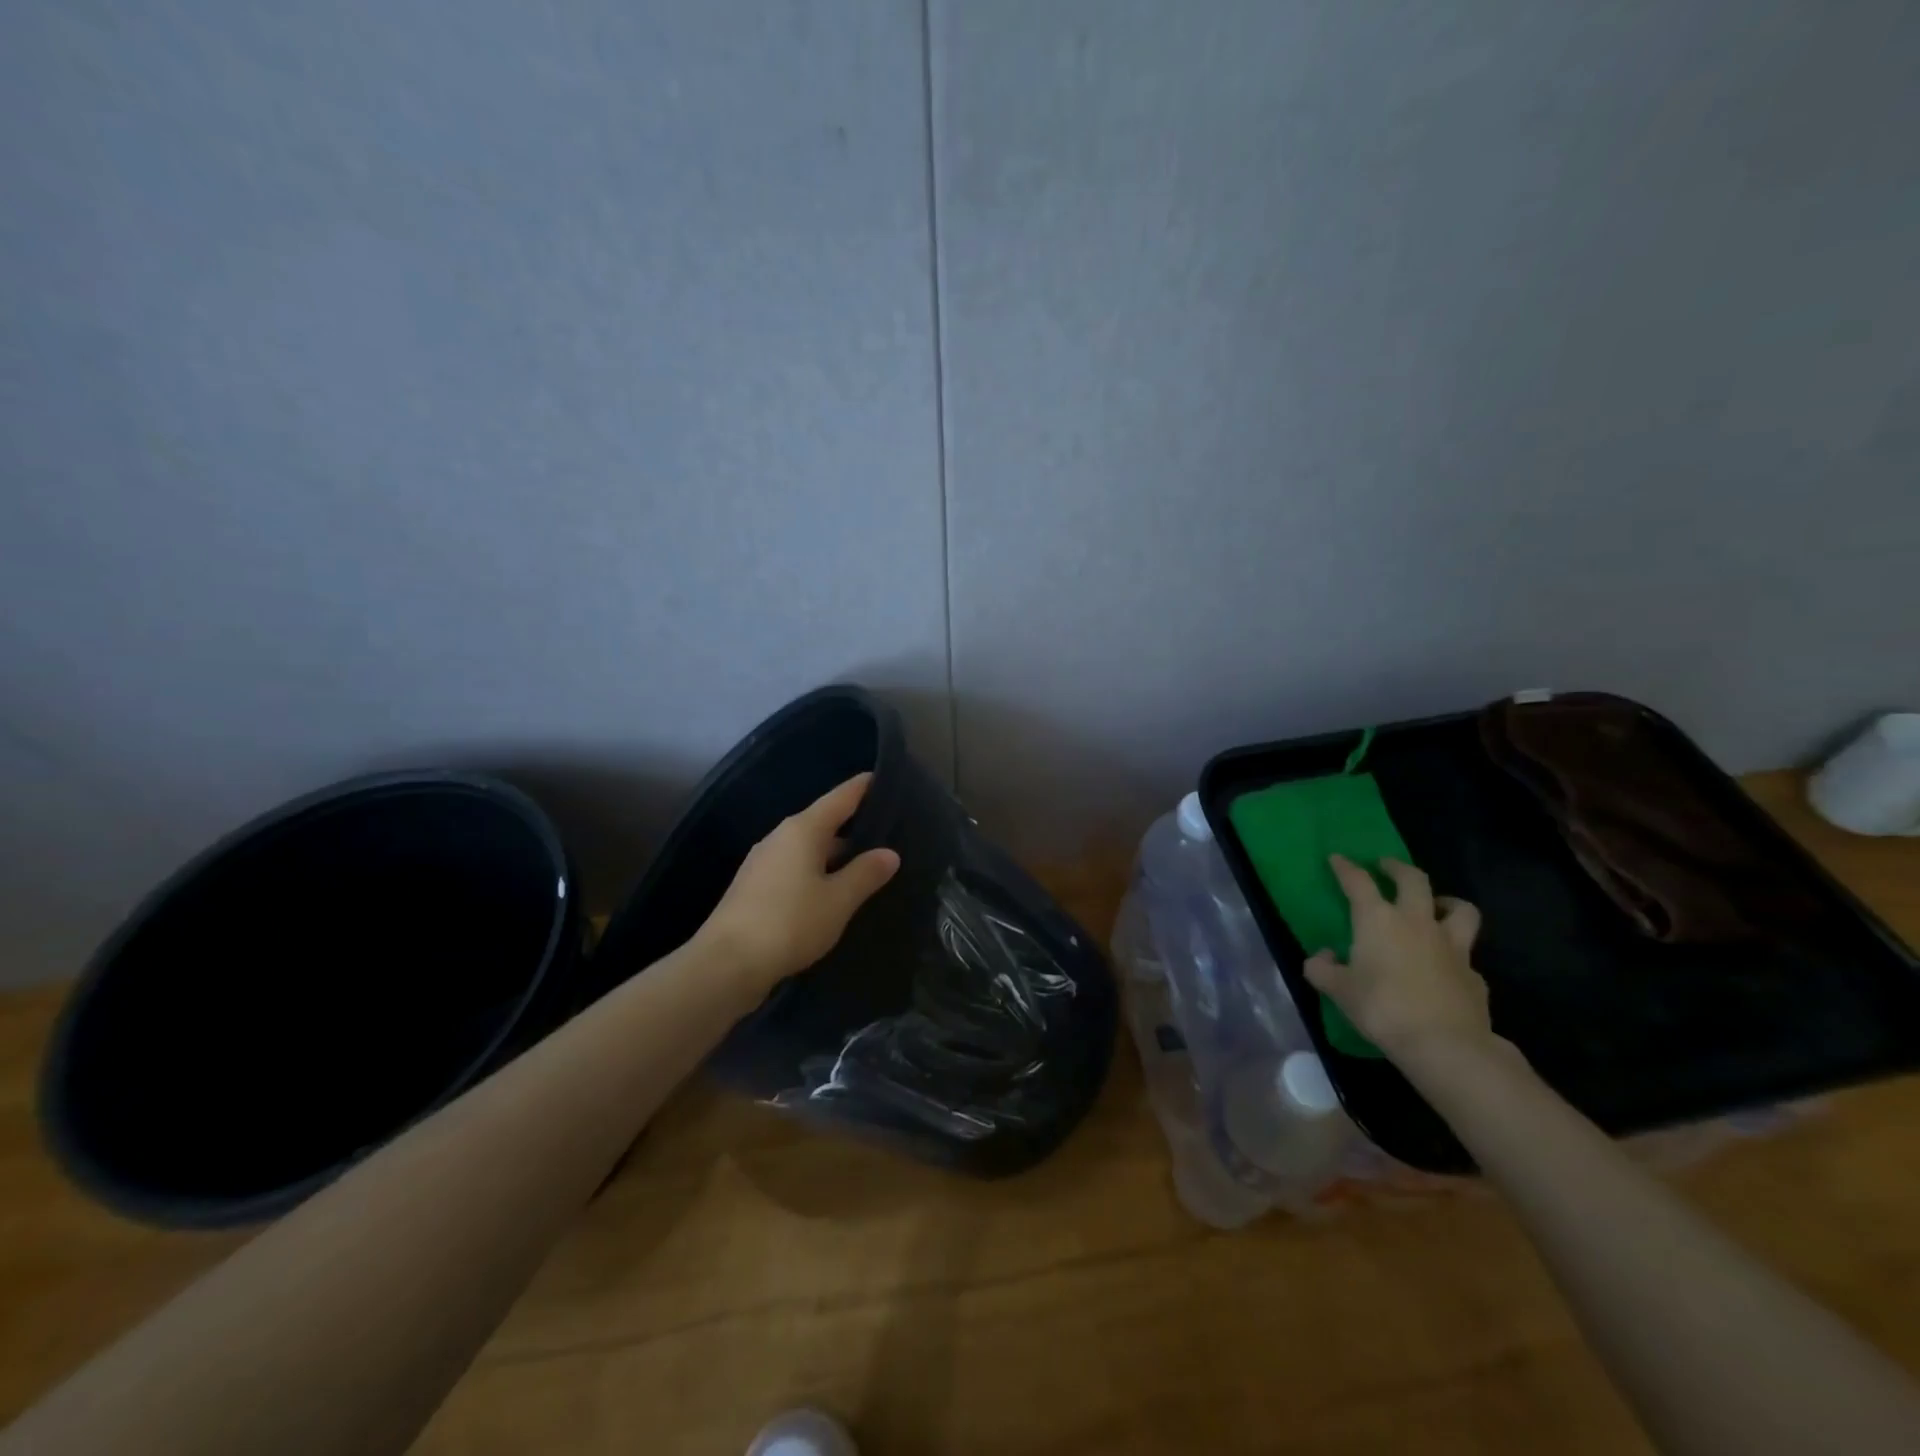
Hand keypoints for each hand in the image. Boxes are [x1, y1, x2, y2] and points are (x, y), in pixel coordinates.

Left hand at [696, 773, 900, 995]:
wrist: (726, 964)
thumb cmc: (790, 923)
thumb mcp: (838, 900)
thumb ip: (866, 874)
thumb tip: (890, 853)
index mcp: (803, 829)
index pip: (841, 797)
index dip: (864, 787)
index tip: (884, 778)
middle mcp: (780, 837)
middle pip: (823, 822)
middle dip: (854, 826)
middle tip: (887, 833)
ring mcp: (763, 862)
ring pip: (808, 848)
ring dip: (835, 854)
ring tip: (865, 866)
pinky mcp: (754, 887)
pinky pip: (794, 868)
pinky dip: (816, 872)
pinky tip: (831, 892)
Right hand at [1303, 855, 1491, 1062]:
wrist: (1445, 1045)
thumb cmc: (1382, 1009)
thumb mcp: (1339, 990)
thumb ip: (1323, 969)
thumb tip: (1323, 958)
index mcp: (1378, 920)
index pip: (1358, 881)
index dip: (1345, 867)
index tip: (1337, 858)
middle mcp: (1417, 922)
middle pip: (1414, 880)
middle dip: (1397, 868)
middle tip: (1386, 866)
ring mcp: (1452, 947)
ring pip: (1460, 909)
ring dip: (1446, 901)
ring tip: (1435, 905)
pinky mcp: (1475, 975)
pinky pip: (1466, 954)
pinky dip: (1455, 953)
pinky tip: (1445, 966)